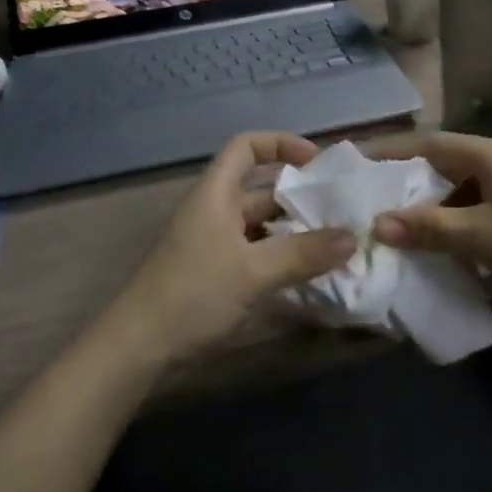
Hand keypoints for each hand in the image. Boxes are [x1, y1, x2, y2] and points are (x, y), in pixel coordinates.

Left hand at [111, 132, 356, 362]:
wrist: (138, 346)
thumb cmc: (193, 294)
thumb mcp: (253, 272)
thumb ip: (303, 254)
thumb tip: (352, 237)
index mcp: (216, 193)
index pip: (246, 147)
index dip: (281, 144)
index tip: (317, 164)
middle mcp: (215, 209)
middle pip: (261, 189)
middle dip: (300, 197)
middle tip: (340, 211)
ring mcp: (213, 241)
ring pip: (261, 224)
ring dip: (294, 230)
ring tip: (334, 243)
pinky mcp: (214, 270)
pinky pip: (255, 250)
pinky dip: (280, 255)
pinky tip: (306, 272)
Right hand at [371, 133, 491, 328]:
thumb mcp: (482, 237)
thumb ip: (429, 227)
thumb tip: (378, 223)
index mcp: (489, 155)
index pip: (427, 143)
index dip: (388, 152)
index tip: (352, 162)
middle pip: (438, 166)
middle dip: (402, 184)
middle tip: (362, 201)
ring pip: (453, 192)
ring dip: (424, 210)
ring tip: (387, 228)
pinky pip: (470, 214)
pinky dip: (447, 228)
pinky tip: (428, 249)